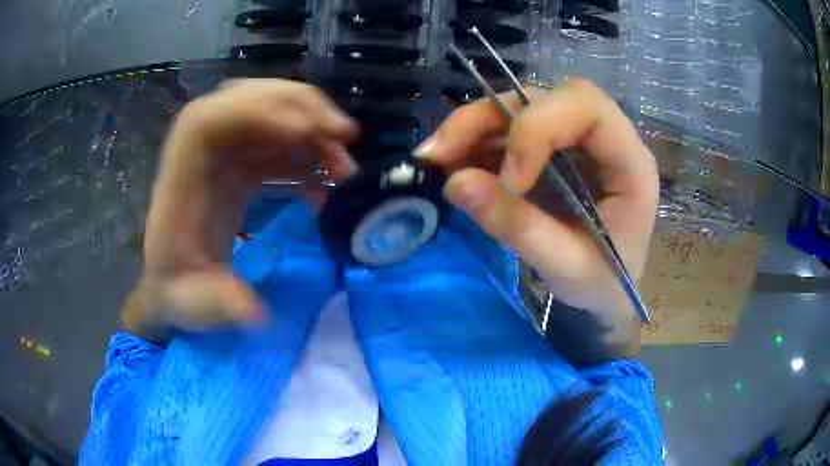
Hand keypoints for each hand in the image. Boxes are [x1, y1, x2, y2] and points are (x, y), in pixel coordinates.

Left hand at [123, 79, 357, 336]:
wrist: (172, 280)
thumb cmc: (174, 289)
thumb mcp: (189, 307)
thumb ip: (215, 306)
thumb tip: (257, 313)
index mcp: (181, 178)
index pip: (206, 120)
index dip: (254, 112)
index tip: (304, 132)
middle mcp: (201, 155)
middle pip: (245, 101)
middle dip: (298, 107)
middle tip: (344, 135)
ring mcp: (223, 156)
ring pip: (270, 115)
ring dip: (313, 128)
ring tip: (345, 164)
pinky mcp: (241, 166)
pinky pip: (279, 144)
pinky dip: (309, 154)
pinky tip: (329, 181)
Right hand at [415, 80, 657, 354]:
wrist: (606, 291)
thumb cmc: (602, 284)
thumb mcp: (567, 268)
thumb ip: (519, 228)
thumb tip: (456, 183)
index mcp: (629, 161)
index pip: (586, 108)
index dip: (539, 128)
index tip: (509, 179)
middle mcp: (603, 138)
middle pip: (543, 99)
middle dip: (488, 118)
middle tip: (439, 153)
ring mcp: (572, 141)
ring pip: (517, 108)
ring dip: (471, 129)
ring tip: (434, 160)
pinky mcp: (548, 151)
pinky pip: (506, 131)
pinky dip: (472, 145)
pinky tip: (448, 166)